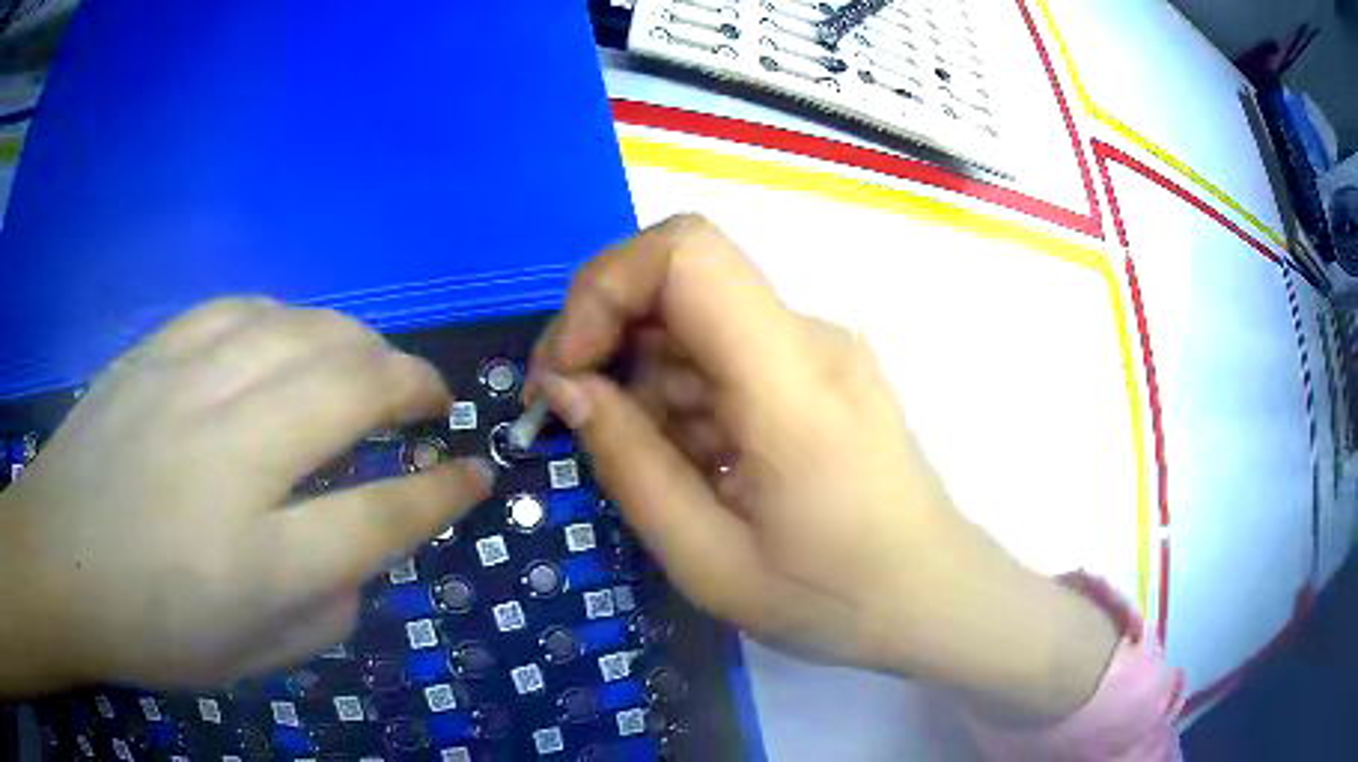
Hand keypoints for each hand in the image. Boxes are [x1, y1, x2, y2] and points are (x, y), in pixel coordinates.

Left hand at [0, 299, 492, 694]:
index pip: (385, 514)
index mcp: (261, 561)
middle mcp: (232, 459)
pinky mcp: (157, 352)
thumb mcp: (253, 658)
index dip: (445, 492)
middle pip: (353, 387)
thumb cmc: (152, 630)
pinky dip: (288, 320)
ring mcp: (188, 390)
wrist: (58, 563)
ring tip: (371, 364)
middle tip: (431, 399)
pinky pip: (244, 310)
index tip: (476, 475)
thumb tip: (362, 555)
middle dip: (414, 385)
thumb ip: (326, 611)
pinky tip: (291, 339)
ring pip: (305, 330)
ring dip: (360, 342)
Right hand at [528, 215, 1118, 721]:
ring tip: (653, 469)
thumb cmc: (834, 598)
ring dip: (646, 380)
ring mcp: (820, 349)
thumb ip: (629, 464)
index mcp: (791, 381)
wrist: (934, 599)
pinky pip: (727, 353)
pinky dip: (685, 395)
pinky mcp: (820, 369)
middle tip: (571, 418)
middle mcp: (810, 337)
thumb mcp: (709, 560)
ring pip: (696, 323)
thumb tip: (565, 386)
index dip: (603, 289)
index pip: (685, 252)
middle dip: (606, 336)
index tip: (565, 371)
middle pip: (681, 279)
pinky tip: (696, 464)